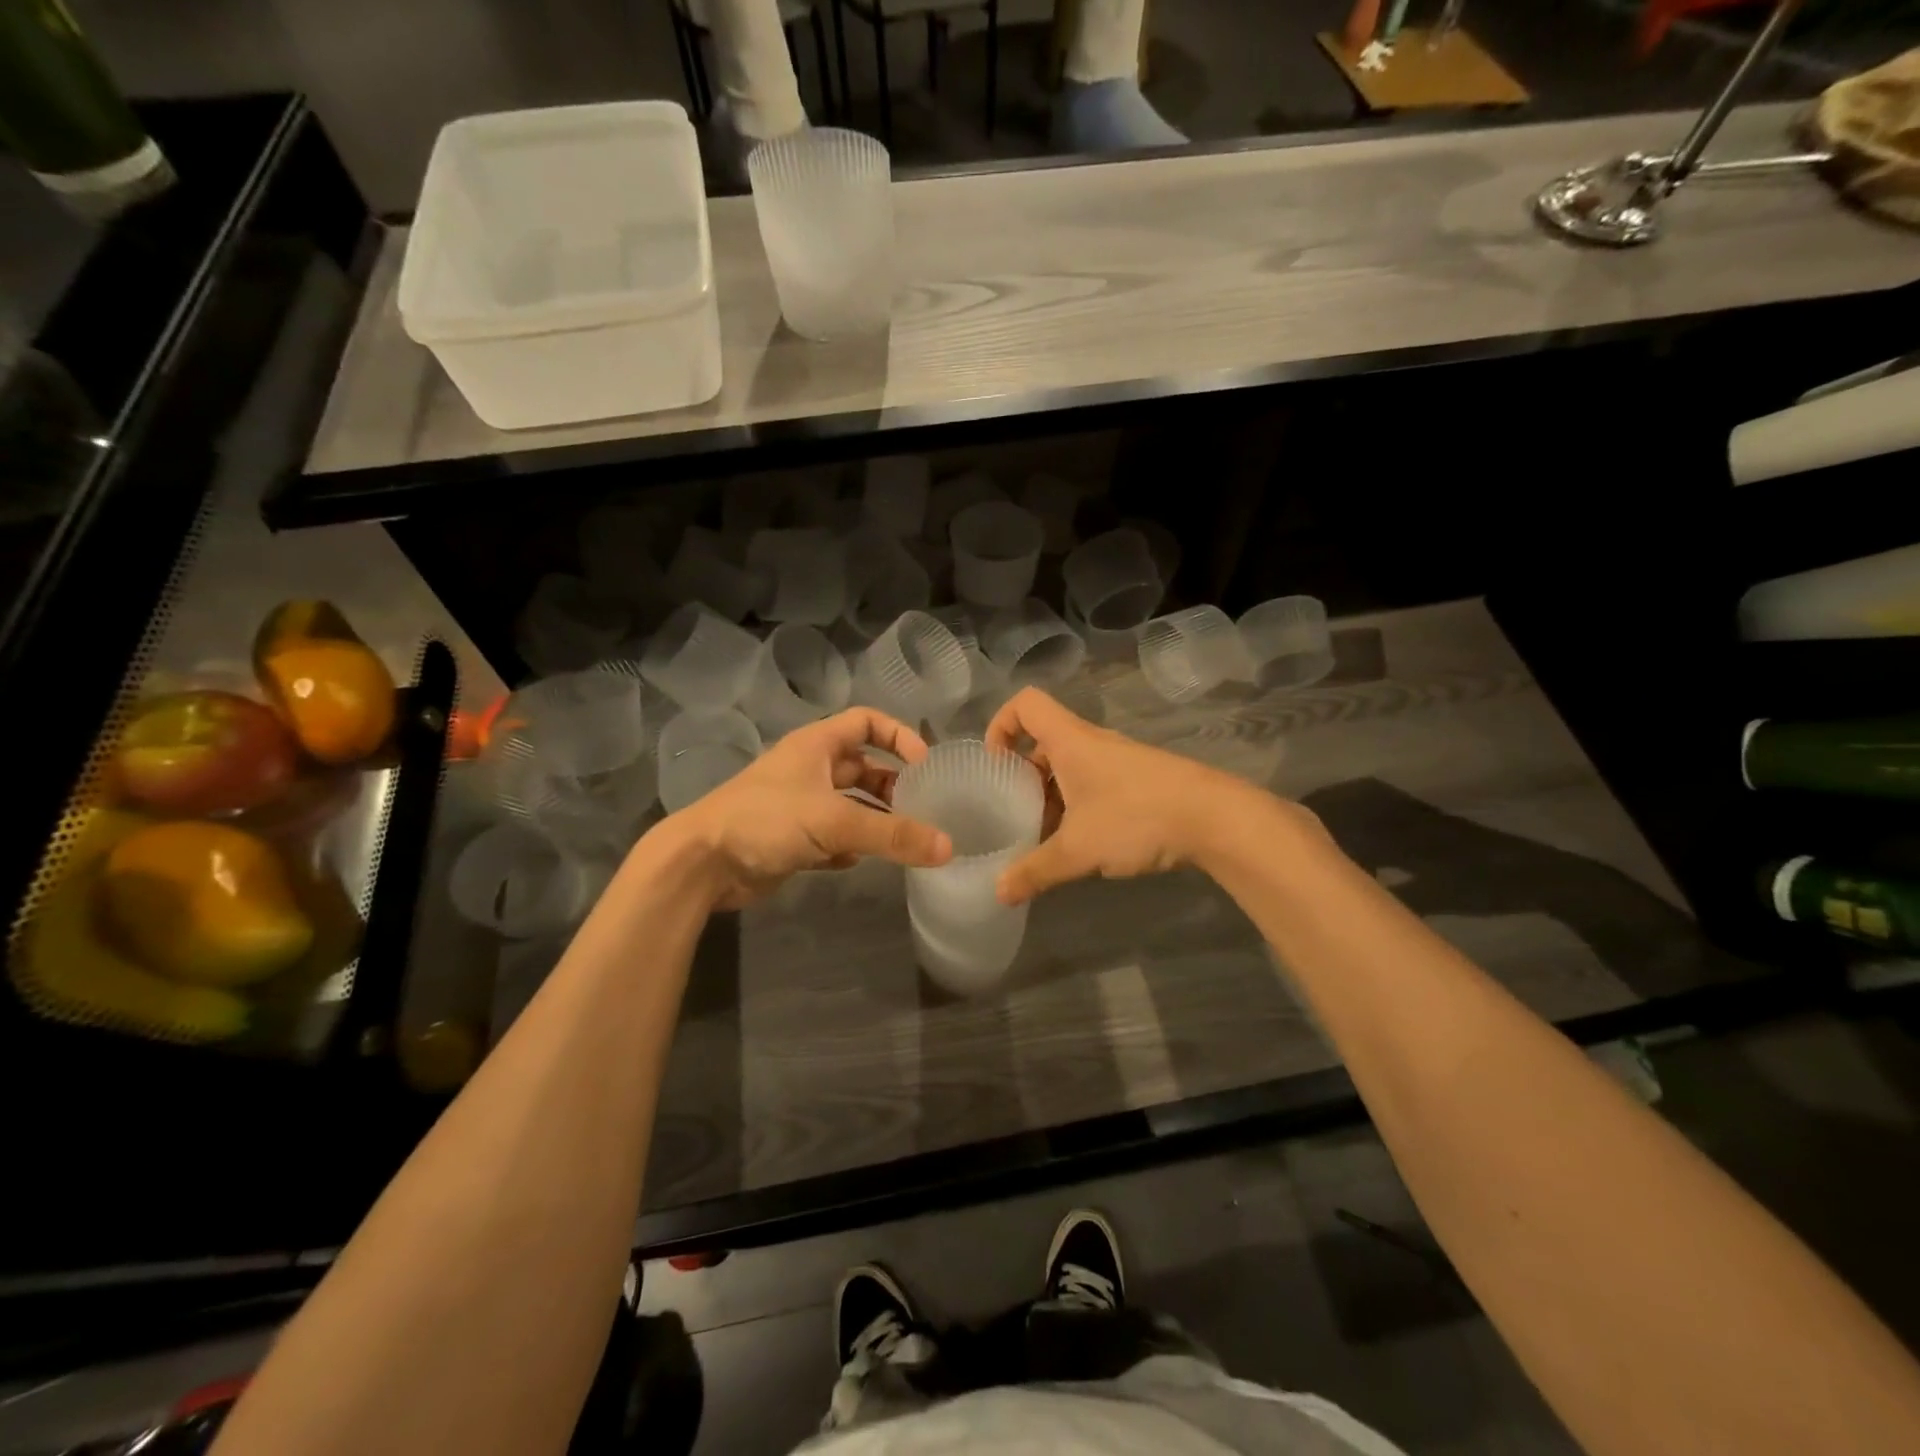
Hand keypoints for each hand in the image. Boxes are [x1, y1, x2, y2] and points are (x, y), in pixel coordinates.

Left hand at [665, 707, 951, 909]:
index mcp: (817, 745)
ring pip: (850, 805)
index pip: (867, 722)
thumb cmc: (768, 820)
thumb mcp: (835, 821)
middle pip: (863, 768)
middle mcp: (810, 770)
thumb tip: (948, 847)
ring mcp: (799, 805)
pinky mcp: (791, 839)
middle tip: (922, 810)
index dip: (899, 735)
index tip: (925, 764)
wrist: (703, 863)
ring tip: (903, 840)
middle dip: (893, 786)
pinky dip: (849, 847)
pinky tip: (859, 861)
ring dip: (874, 819)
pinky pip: (832, 837)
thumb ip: (893, 834)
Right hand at [984, 687, 1257, 904]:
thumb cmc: (1136, 817)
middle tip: (1011, 813)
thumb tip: (998, 893)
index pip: (1025, 704)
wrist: (1215, 818)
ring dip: (1051, 797)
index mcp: (1070, 741)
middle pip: (1044, 742)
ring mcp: (1119, 762)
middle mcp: (1092, 743)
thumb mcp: (1077, 849)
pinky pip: (1094, 785)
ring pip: (1070, 769)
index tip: (994, 764)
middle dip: (1022, 776)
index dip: (1000, 724)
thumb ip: (1034, 871)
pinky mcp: (1139, 782)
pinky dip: (1078, 807)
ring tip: (1043, 837)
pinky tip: (1082, 845)